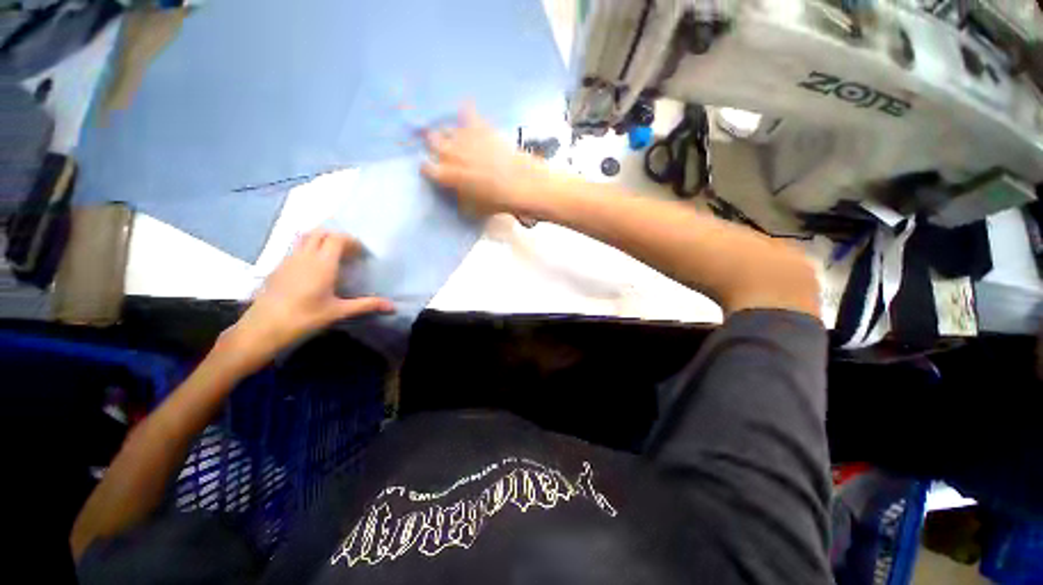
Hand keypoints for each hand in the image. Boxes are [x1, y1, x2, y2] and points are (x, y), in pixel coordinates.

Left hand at [219, 230, 393, 371]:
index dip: (351, 241)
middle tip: (348, 253)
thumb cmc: (305, 317)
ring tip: (331, 255)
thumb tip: (392, 306)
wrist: (264, 326)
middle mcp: (305, 255)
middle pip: (321, 233)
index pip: (337, 238)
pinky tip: (313, 267)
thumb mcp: (339, 311)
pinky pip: (295, 247)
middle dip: (337, 237)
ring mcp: (289, 259)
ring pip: (305, 237)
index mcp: (322, 263)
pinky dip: (308, 248)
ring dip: (320, 239)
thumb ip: (366, 305)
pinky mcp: (278, 266)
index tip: (361, 254)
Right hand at [422, 104, 555, 217]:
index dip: (428, 169)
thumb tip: (456, 192)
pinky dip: (467, 112)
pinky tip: (466, 108)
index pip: (427, 168)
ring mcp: (465, 138)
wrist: (519, 184)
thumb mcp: (473, 209)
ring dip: (449, 134)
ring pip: (448, 128)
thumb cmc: (495, 201)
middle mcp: (450, 152)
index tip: (433, 171)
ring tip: (455, 139)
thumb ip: (459, 198)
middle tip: (441, 151)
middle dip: (434, 146)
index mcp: (446, 175)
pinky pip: (469, 113)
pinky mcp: (481, 128)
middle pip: (433, 141)